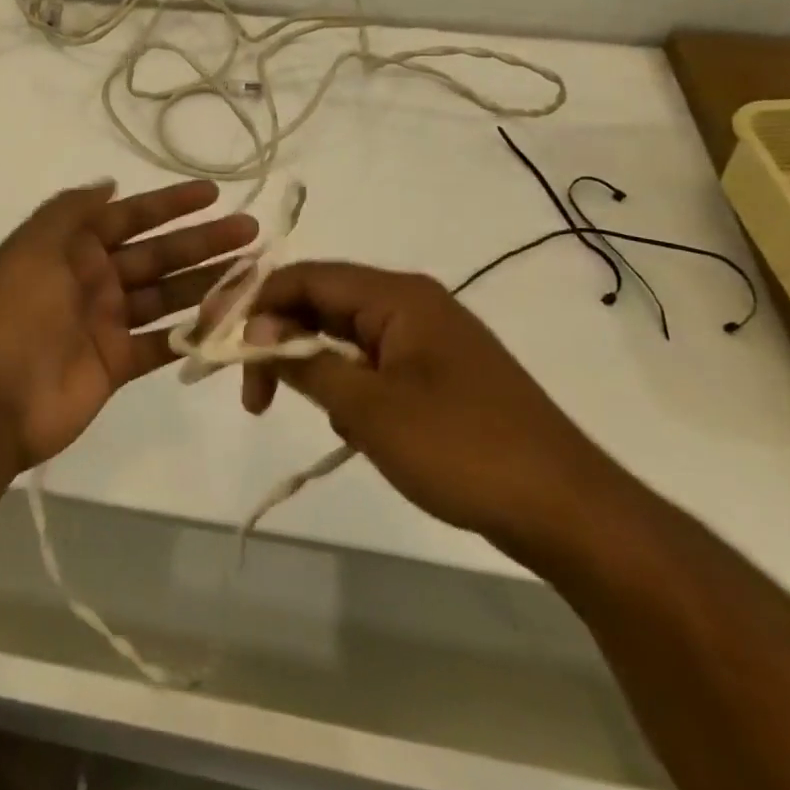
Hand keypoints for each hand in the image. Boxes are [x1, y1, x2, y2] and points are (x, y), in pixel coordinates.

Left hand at [0, 179, 255, 471]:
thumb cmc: (17, 313)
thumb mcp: (34, 246)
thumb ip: (72, 210)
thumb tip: (109, 184)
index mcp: (73, 248)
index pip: (131, 217)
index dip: (171, 204)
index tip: (213, 193)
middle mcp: (95, 279)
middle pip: (158, 254)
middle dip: (203, 241)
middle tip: (251, 231)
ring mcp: (108, 322)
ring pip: (167, 295)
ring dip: (207, 282)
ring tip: (253, 272)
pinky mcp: (119, 362)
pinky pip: (163, 342)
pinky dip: (193, 333)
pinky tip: (230, 321)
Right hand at [234, 261, 611, 544]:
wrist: (570, 511)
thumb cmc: (463, 449)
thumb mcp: (369, 409)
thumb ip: (305, 363)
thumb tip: (255, 334)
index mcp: (396, 295)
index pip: (305, 278)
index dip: (255, 304)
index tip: (220, 345)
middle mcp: (410, 303)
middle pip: (323, 303)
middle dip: (279, 339)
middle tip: (252, 393)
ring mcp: (428, 338)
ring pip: (345, 335)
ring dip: (311, 364)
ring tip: (294, 409)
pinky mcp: (439, 373)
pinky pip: (373, 361)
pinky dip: (345, 383)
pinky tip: (345, 424)